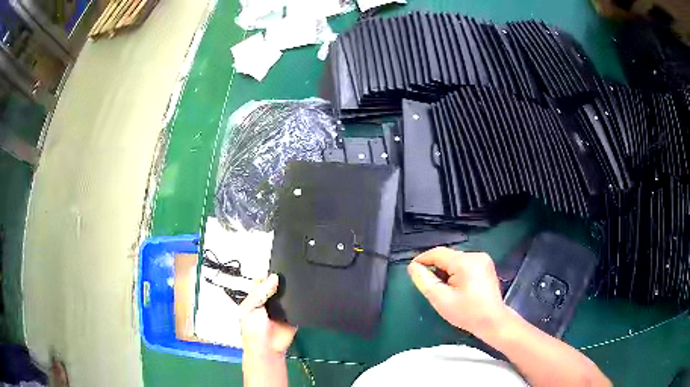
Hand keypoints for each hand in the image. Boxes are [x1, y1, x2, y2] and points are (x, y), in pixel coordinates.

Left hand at [240, 274, 296, 358]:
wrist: (267, 349)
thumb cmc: (252, 330)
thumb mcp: (250, 308)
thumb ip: (260, 292)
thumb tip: (274, 277)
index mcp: (257, 296)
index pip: (264, 279)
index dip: (270, 274)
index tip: (278, 269)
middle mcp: (270, 299)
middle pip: (279, 284)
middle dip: (284, 281)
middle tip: (290, 276)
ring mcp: (283, 306)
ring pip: (290, 293)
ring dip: (293, 290)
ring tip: (297, 285)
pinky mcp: (295, 314)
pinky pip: (300, 304)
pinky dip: (302, 300)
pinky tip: (303, 296)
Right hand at [407, 247, 506, 337]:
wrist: (493, 321)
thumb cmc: (467, 313)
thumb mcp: (441, 299)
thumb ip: (425, 281)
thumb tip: (413, 267)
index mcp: (466, 262)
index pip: (438, 253)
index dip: (422, 259)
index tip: (412, 270)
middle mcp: (476, 255)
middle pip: (448, 256)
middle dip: (435, 268)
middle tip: (427, 284)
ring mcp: (483, 260)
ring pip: (455, 260)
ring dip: (445, 270)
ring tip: (441, 288)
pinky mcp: (486, 266)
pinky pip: (464, 264)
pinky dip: (455, 272)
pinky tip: (454, 286)